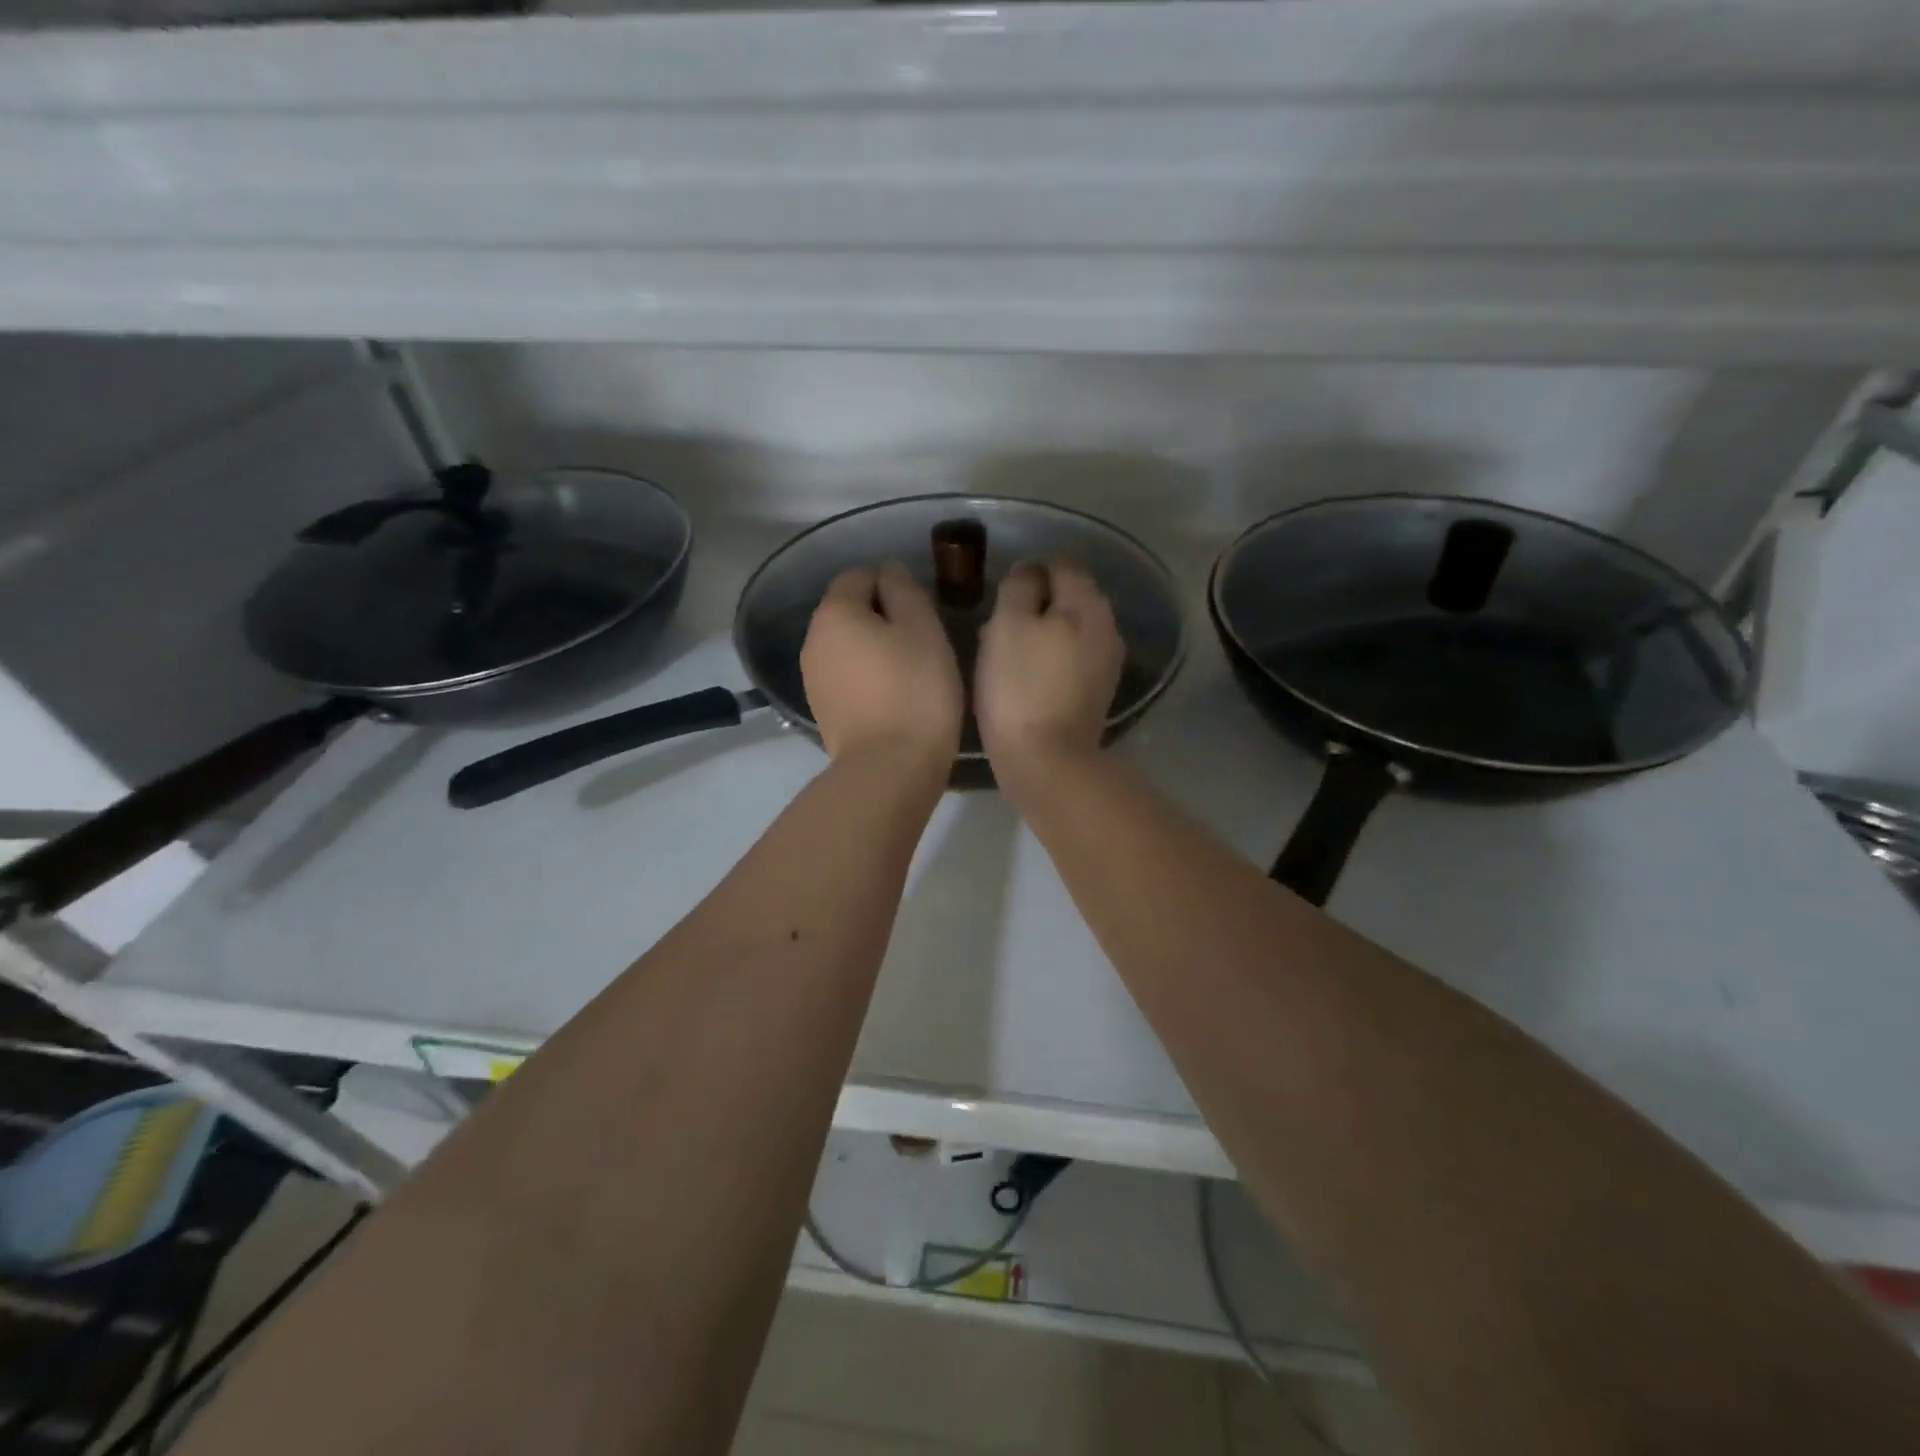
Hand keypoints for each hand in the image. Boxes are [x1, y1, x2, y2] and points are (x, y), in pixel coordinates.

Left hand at [801, 563, 963, 772]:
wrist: (888, 769)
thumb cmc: (914, 691)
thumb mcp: (923, 628)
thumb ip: (904, 590)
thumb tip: (889, 572)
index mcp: (834, 612)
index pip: (860, 575)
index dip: (894, 583)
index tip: (924, 608)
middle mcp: (813, 640)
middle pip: (849, 611)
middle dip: (883, 616)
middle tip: (924, 639)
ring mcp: (813, 679)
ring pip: (848, 647)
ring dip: (875, 649)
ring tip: (912, 670)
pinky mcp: (823, 711)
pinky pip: (847, 678)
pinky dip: (867, 678)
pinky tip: (894, 697)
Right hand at [975, 559, 1124, 789]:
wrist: (1047, 762)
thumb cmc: (1020, 688)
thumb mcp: (1008, 625)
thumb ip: (1019, 588)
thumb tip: (1029, 571)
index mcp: (1088, 603)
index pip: (1061, 564)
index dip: (1028, 574)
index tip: (1001, 599)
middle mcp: (1107, 627)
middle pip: (1068, 598)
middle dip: (1034, 606)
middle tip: (998, 630)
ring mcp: (1107, 663)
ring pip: (1069, 630)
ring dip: (1040, 635)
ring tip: (1007, 658)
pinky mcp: (1098, 693)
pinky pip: (1072, 660)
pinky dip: (1050, 661)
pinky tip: (1026, 681)